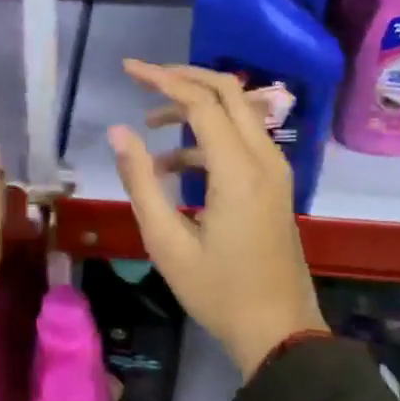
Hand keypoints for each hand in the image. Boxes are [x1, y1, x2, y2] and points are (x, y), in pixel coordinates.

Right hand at [107, 60, 327, 377]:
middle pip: (228, 91)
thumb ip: (141, 181)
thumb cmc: (218, 292)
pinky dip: (208, 137)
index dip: (162, 79)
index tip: (127, 69)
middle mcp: (264, 158)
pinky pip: (242, 139)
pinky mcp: (275, 183)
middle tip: (143, 79)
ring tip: (150, 125)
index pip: (201, 101)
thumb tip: (119, 132)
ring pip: (238, 111)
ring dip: (196, 106)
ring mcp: (275, 170)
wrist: (280, 331)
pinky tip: (173, 166)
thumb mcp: (167, 242)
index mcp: (238, 170)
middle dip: (184, 77)